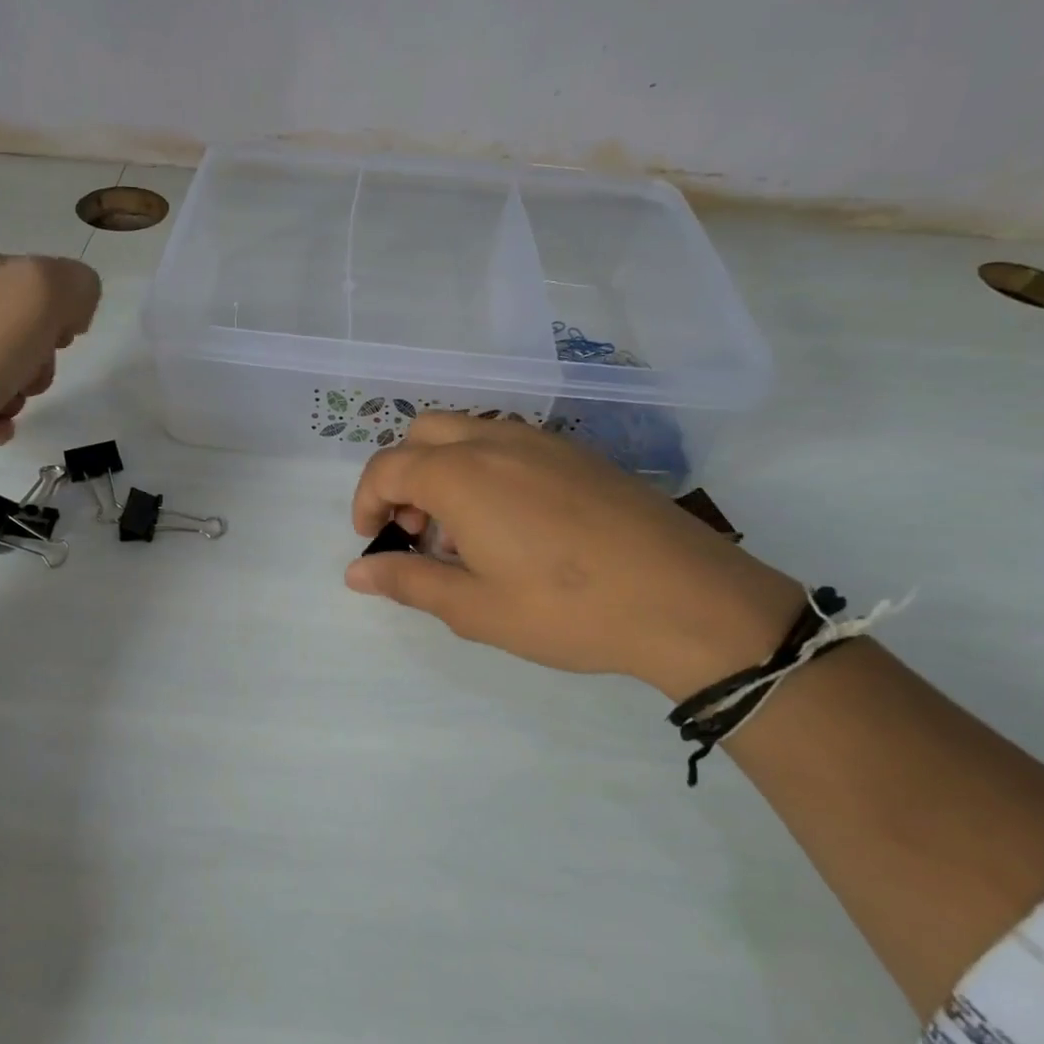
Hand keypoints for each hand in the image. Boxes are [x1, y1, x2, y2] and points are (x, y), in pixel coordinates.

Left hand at [0, 248, 100, 485]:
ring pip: (4, 371)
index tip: (59, 340)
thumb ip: (75, 286)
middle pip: (26, 333)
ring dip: (17, 395)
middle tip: (27, 375)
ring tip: (0, 405)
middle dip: (40, 362)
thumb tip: (72, 313)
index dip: (62, 316)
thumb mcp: (40, 293)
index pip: (44, 283)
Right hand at [346, 415, 806, 698]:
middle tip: (418, 531)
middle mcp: (496, 442)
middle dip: (403, 476)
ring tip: (466, 535)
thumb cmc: (567, 609)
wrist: (687, 599)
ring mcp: (542, 442)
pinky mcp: (578, 453)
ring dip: (445, 471)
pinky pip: (510, 444)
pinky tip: (515, 525)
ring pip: (468, 434)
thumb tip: (356, 573)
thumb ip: (408, 582)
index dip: (367, 502)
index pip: (387, 467)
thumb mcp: (475, 609)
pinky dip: (486, 470)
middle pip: (423, 434)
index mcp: (462, 475)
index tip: (374, 541)